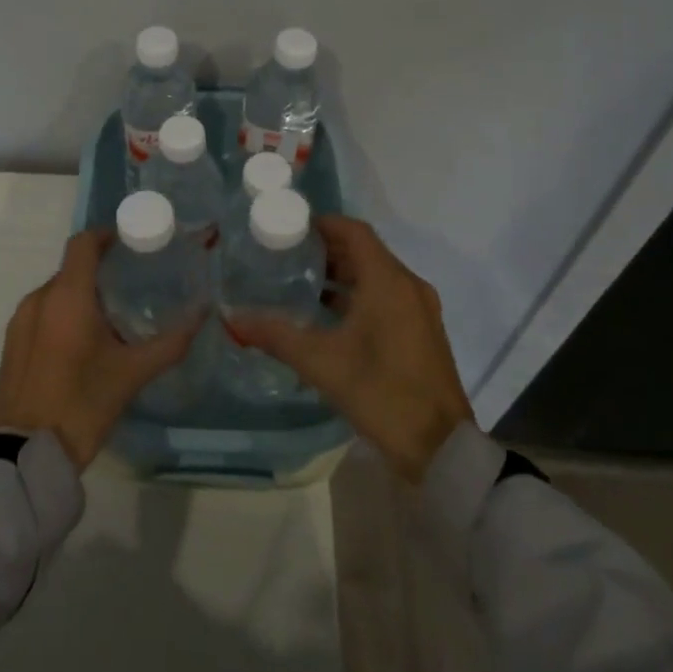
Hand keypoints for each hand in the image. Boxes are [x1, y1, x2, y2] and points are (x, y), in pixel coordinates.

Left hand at [0, 228, 195, 469]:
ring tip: (110, 322)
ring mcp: (20, 322)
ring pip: (56, 293)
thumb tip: (202, 313)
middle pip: (72, 269)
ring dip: (81, 297)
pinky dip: (63, 316)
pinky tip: (82, 347)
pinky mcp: (11, 345)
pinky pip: (42, 314)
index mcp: (67, 296)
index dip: (106, 236)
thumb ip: (170, 342)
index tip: (131, 245)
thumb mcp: (132, 374)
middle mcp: (39, 299)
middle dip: (100, 272)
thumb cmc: (81, 405)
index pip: (83, 243)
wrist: (22, 455)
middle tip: (132, 290)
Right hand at [227, 216, 472, 482]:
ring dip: (342, 274)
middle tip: (287, 255)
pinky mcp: (422, 333)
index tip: (290, 228)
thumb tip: (232, 318)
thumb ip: (276, 335)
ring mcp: (419, 310)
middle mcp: (408, 286)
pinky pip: (387, 297)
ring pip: (377, 276)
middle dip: (327, 249)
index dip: (323, 223)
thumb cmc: (381, 392)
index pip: (355, 231)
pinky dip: (358, 296)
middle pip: (365, 252)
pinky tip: (328, 317)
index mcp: (388, 281)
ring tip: (301, 283)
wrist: (440, 448)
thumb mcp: (321, 362)